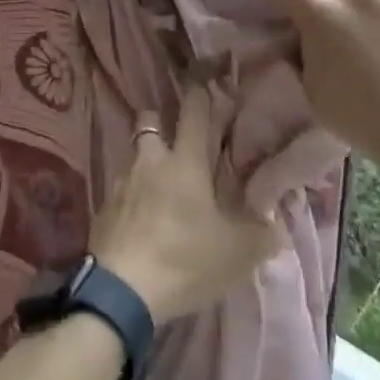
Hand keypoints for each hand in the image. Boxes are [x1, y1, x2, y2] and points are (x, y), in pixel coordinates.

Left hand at [90, 85, 283, 324]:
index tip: (207, 87)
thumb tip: (276, 223)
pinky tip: (144, 220)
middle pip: (149, 122)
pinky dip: (133, 197)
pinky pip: (121, 189)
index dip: (201, 95)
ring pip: (135, 157)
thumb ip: (262, 234)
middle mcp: (150, 161)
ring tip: (163, 191)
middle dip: (161, 124)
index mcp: (185, 161)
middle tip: (179, 144)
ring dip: (147, 165)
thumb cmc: (184, 261)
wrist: (121, 291)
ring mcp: (121, 182)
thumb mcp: (237, 254)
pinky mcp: (103, 207)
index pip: (193, 111)